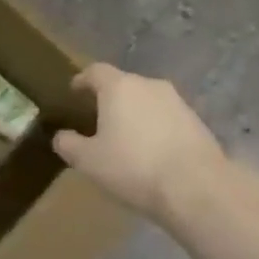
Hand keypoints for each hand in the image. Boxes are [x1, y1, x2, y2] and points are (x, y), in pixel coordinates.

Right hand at [52, 63, 224, 220]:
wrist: (197, 187)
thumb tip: (60, 136)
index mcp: (119, 87)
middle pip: (124, 85)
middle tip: (98, 120)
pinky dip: (156, 128)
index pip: (96, 71)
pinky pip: (167, 118)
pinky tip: (152, 153)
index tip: (74, 91)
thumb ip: (69, 144)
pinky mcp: (197, 122)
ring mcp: (177, 102)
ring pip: (147, 101)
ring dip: (135, 114)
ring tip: (126, 139)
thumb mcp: (89, 161)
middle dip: (110, 99)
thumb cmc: (134, 167)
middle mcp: (149, 85)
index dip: (82, 80)